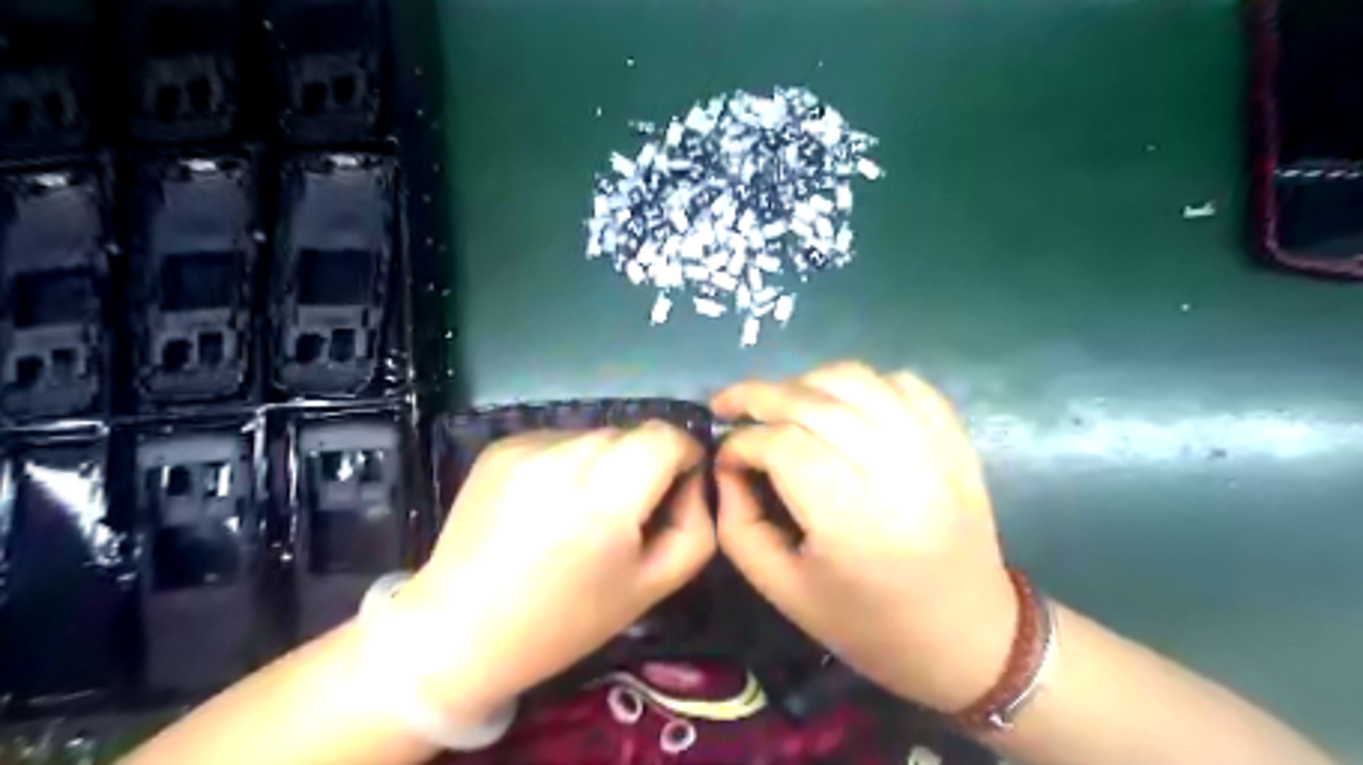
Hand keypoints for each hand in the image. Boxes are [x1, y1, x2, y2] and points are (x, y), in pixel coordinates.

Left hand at [396, 424, 714, 723]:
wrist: (458, 631)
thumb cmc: (563, 620)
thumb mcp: (652, 586)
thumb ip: (695, 527)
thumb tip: (691, 483)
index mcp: (606, 494)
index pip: (667, 435)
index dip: (684, 457)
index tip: (674, 492)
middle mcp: (566, 454)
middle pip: (632, 434)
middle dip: (644, 465)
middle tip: (624, 516)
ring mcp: (527, 445)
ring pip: (596, 436)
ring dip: (605, 464)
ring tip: (579, 512)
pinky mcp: (500, 446)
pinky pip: (558, 440)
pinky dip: (567, 464)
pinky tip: (546, 506)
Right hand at [714, 361, 1009, 712]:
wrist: (967, 637)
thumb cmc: (868, 623)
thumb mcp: (783, 591)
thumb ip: (738, 526)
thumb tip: (727, 467)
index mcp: (850, 518)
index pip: (781, 445)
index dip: (741, 442)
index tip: (724, 457)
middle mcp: (894, 469)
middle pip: (812, 402)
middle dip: (757, 395)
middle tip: (726, 403)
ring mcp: (930, 446)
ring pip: (854, 379)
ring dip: (804, 382)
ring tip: (779, 402)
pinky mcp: (953, 438)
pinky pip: (899, 383)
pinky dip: (860, 383)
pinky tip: (840, 405)